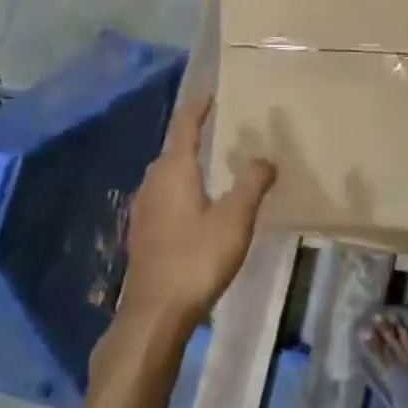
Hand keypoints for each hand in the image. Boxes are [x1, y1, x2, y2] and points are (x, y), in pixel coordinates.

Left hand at [115, 94, 276, 334]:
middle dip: (193, 136)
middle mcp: (153, 182)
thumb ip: (252, 184)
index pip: (184, 126)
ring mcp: (143, 209)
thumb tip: (265, 159)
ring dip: (186, 165)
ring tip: (211, 167)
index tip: (211, 95)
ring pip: (166, 175)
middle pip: (172, 149)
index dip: (197, 108)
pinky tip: (195, 207)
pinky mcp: (143, 233)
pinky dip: (180, 189)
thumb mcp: (235, 219)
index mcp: (174, 170)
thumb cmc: (197, 258)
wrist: (155, 312)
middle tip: (220, 130)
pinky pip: (163, 197)